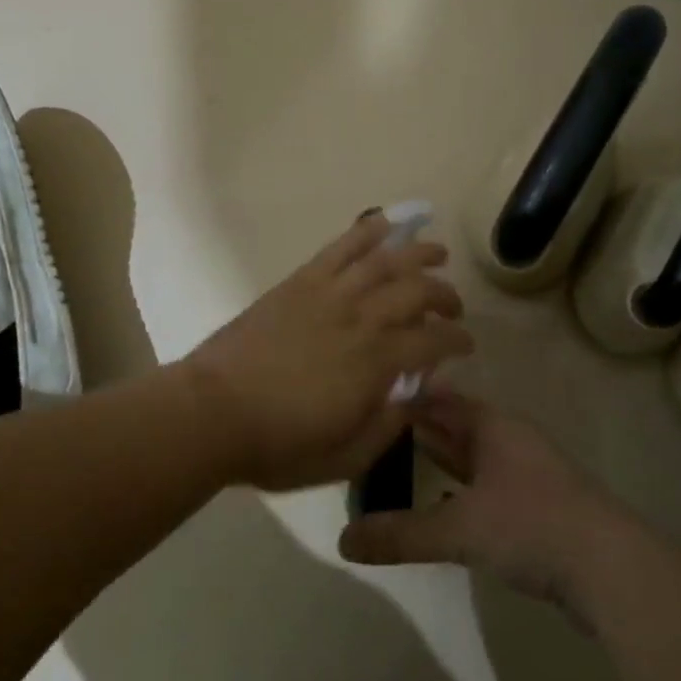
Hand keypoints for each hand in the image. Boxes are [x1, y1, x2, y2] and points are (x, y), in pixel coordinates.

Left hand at [186, 215, 472, 491]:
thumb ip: (389, 425)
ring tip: (436, 252)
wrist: (214, 411)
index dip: (457, 340)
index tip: (466, 345)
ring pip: (385, 261)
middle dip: (444, 296)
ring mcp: (330, 293)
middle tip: (453, 306)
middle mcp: (362, 318)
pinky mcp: (301, 281)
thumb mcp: (346, 457)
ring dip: (418, 253)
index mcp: (377, 362)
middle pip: (417, 292)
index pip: (434, 341)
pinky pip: (340, 248)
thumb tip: (418, 395)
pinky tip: (384, 223)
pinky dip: (365, 232)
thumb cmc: (279, 443)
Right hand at [338, 388, 628, 617]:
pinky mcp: (535, 505)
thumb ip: (402, 534)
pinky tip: (440, 504)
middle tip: (369, 433)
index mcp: (490, 425)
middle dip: (415, 430)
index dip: (403, 398)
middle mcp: (507, 439)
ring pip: (469, 456)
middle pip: (453, 426)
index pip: (437, 398)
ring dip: (437, 460)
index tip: (364, 400)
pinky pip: (483, 485)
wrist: (613, 569)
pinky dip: (458, 488)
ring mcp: (524, 472)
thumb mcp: (460, 529)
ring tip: (394, 464)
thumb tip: (343, 541)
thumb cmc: (532, 525)